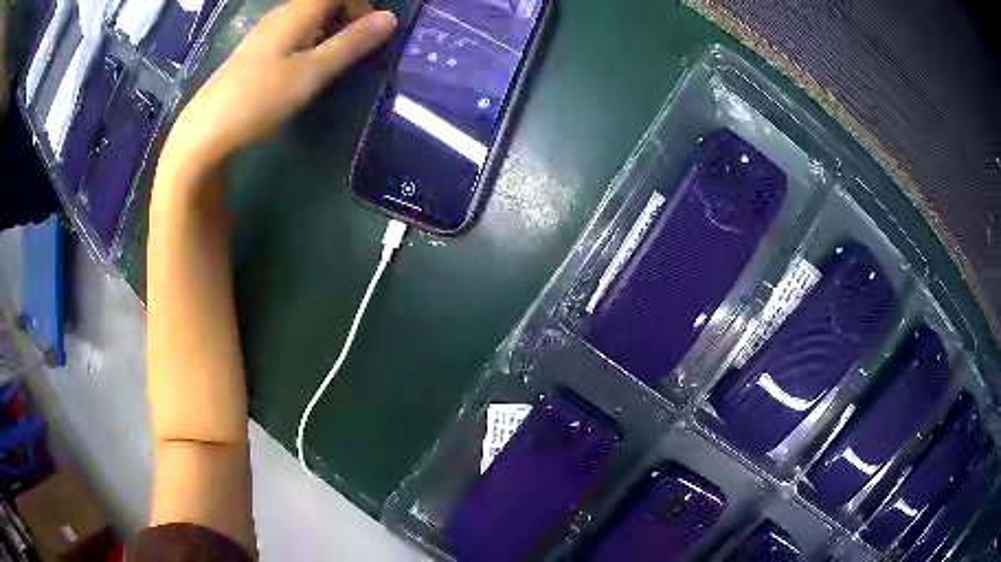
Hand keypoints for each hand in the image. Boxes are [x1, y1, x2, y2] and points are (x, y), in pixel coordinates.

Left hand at [155, 0, 395, 208]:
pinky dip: (309, 43)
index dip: (361, 4)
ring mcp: (265, 33)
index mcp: (296, 11)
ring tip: (331, 64)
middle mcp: (280, 14)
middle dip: (347, 18)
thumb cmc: (259, 99)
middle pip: (324, 1)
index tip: (368, 35)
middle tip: (353, 51)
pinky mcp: (255, 53)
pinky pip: (292, 34)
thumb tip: (390, 18)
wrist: (204, 133)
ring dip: (329, 32)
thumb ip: (351, 43)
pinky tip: (303, 71)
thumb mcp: (312, 72)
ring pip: (308, 18)